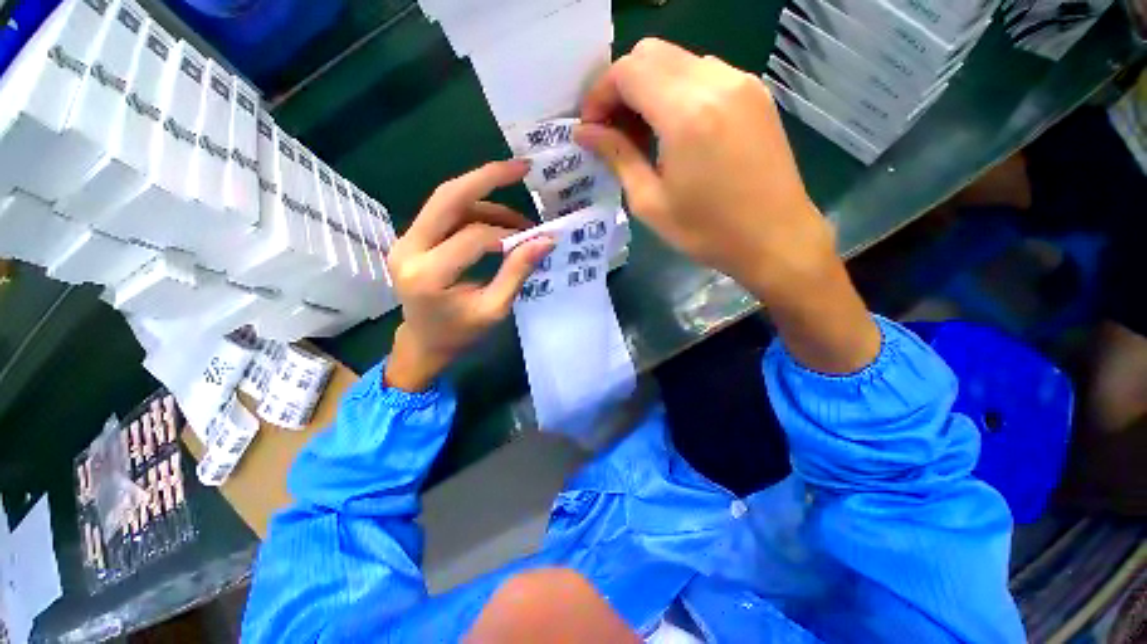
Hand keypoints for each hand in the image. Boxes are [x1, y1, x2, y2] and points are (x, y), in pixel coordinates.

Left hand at [385, 161, 554, 391]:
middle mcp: (408, 250)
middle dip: (487, 177)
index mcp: (428, 275)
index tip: (536, 239)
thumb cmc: (460, 334)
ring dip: (484, 199)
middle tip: (521, 167)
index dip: (509, 234)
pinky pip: (443, 213)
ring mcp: (404, 241)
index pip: (474, 238)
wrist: (423, 343)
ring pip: (446, 201)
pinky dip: (473, 210)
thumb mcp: (494, 309)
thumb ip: (517, 272)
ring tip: (518, 218)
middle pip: (447, 198)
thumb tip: (546, 240)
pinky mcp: (411, 239)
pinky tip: (496, 220)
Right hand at [577, 39, 879, 372]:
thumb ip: (617, 157)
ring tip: (643, 136)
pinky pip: (704, 74)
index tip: (591, 128)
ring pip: (678, 60)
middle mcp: (716, 81)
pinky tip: (675, 131)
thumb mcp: (650, 202)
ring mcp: (741, 82)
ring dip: (650, 88)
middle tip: (613, 132)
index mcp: (686, 112)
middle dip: (622, 87)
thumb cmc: (707, 231)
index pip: (627, 71)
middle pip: (651, 54)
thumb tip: (585, 133)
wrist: (776, 239)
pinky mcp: (756, 93)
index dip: (600, 94)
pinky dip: (677, 92)